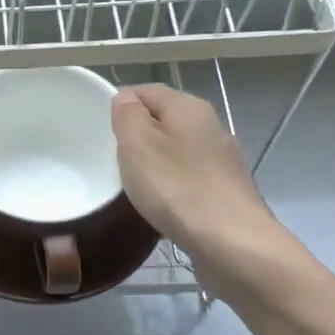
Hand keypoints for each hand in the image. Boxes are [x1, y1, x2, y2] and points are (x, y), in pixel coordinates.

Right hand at [111, 85, 286, 296]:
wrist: (233, 243)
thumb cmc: (177, 188)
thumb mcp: (137, 145)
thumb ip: (128, 116)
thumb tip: (126, 100)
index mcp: (189, 107)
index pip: (147, 91)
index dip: (121, 104)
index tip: (102, 131)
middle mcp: (211, 126)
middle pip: (165, 120)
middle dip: (139, 136)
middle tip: (115, 160)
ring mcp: (223, 160)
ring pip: (178, 151)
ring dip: (156, 164)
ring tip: (136, 186)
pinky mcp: (227, 191)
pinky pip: (190, 179)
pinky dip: (173, 187)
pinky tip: (164, 206)